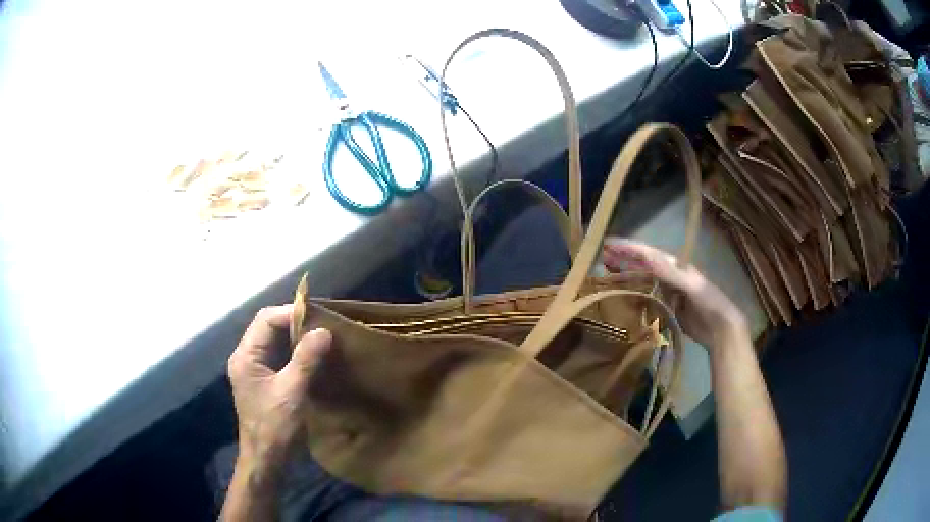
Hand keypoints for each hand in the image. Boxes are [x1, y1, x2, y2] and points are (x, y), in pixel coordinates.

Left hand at [227, 305, 331, 471]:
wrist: (266, 460)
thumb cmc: (275, 427)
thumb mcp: (292, 392)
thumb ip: (305, 360)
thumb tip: (324, 331)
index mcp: (246, 356)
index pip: (266, 320)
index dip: (291, 313)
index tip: (319, 317)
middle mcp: (246, 357)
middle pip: (268, 327)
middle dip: (295, 323)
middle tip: (323, 325)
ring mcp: (254, 369)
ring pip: (274, 341)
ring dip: (296, 337)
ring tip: (322, 337)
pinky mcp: (264, 381)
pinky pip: (279, 356)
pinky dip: (295, 352)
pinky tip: (313, 356)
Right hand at [602, 239, 747, 348]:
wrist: (720, 329)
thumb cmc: (709, 302)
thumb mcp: (691, 285)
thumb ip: (670, 272)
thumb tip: (647, 256)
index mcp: (676, 266)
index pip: (648, 253)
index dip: (629, 248)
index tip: (609, 243)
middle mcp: (670, 277)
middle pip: (643, 266)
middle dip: (624, 261)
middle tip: (602, 258)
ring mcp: (668, 294)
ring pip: (644, 282)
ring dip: (627, 278)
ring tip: (607, 275)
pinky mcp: (667, 310)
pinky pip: (648, 301)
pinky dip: (635, 298)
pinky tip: (623, 300)